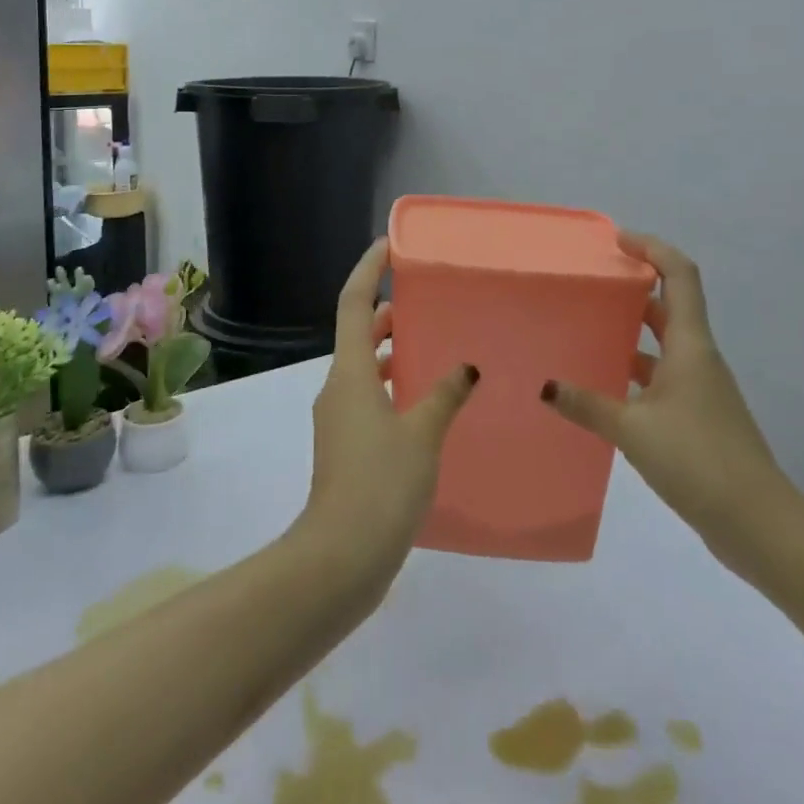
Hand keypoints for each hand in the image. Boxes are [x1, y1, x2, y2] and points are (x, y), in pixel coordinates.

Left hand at [295, 238, 479, 583]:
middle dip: (387, 312)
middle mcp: (338, 387)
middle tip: (425, 300)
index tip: (389, 245)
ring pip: (364, 368)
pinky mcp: (345, 447)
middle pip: (359, 333)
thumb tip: (465, 367)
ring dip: (391, 352)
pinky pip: (369, 398)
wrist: (340, 558)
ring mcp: (338, 419)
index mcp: (350, 372)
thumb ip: (444, 395)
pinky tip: (426, 404)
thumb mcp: (422, 434)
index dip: (369, 269)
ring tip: (433, 347)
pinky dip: (392, 387)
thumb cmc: (380, 484)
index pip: (355, 303)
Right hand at [542, 231, 803, 578]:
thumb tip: (544, 386)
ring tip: (585, 328)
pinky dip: (633, 371)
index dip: (653, 249)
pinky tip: (602, 385)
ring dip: (630, 331)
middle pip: (669, 305)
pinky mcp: (696, 418)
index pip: (680, 276)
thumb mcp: (634, 431)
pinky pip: (660, 377)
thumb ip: (587, 405)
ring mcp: (700, 390)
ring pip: (663, 344)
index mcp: (690, 347)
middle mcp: (698, 359)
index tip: (618, 241)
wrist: (761, 526)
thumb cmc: (700, 462)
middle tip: (591, 283)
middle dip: (634, 287)